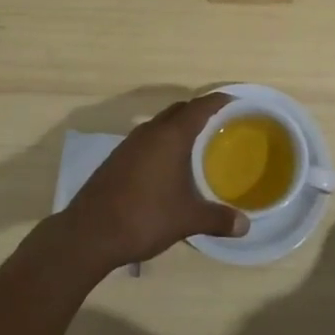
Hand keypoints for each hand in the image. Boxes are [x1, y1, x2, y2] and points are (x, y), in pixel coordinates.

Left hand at [58, 93, 248, 272]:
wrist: (90, 233)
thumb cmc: (144, 217)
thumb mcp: (186, 220)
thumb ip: (217, 219)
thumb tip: (245, 226)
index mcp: (170, 136)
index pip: (199, 107)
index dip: (218, 100)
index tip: (235, 101)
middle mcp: (150, 131)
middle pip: (179, 110)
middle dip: (199, 111)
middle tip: (219, 124)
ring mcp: (130, 143)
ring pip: (160, 124)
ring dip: (178, 127)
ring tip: (196, 144)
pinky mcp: (117, 158)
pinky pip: (147, 139)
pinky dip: (162, 142)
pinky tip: (167, 165)